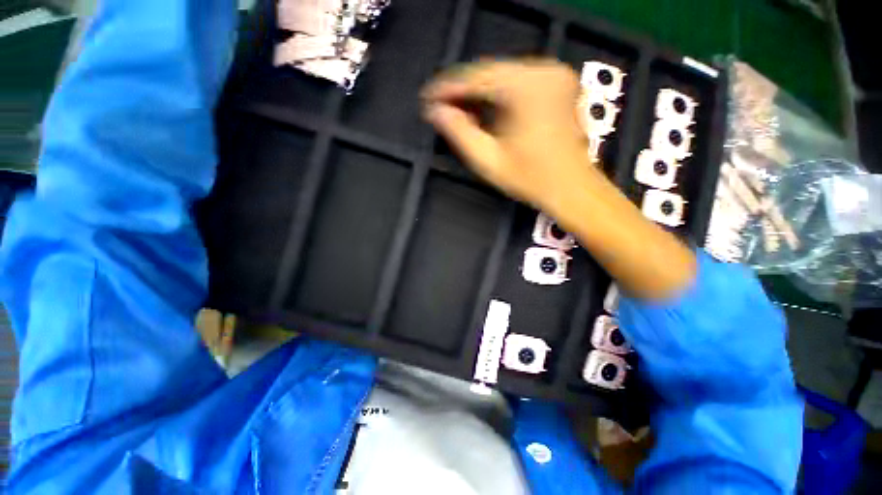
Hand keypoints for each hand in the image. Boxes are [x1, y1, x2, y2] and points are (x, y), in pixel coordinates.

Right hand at [422, 59, 695, 299]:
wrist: (572, 188)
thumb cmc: (530, 179)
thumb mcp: (488, 160)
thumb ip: (459, 133)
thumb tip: (436, 112)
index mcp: (526, 88)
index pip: (475, 78)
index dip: (447, 89)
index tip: (428, 99)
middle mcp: (543, 71)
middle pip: (489, 72)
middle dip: (462, 90)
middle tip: (441, 108)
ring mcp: (554, 75)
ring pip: (502, 75)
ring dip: (478, 92)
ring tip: (458, 111)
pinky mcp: (558, 84)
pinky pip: (517, 81)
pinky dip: (497, 93)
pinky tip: (483, 109)